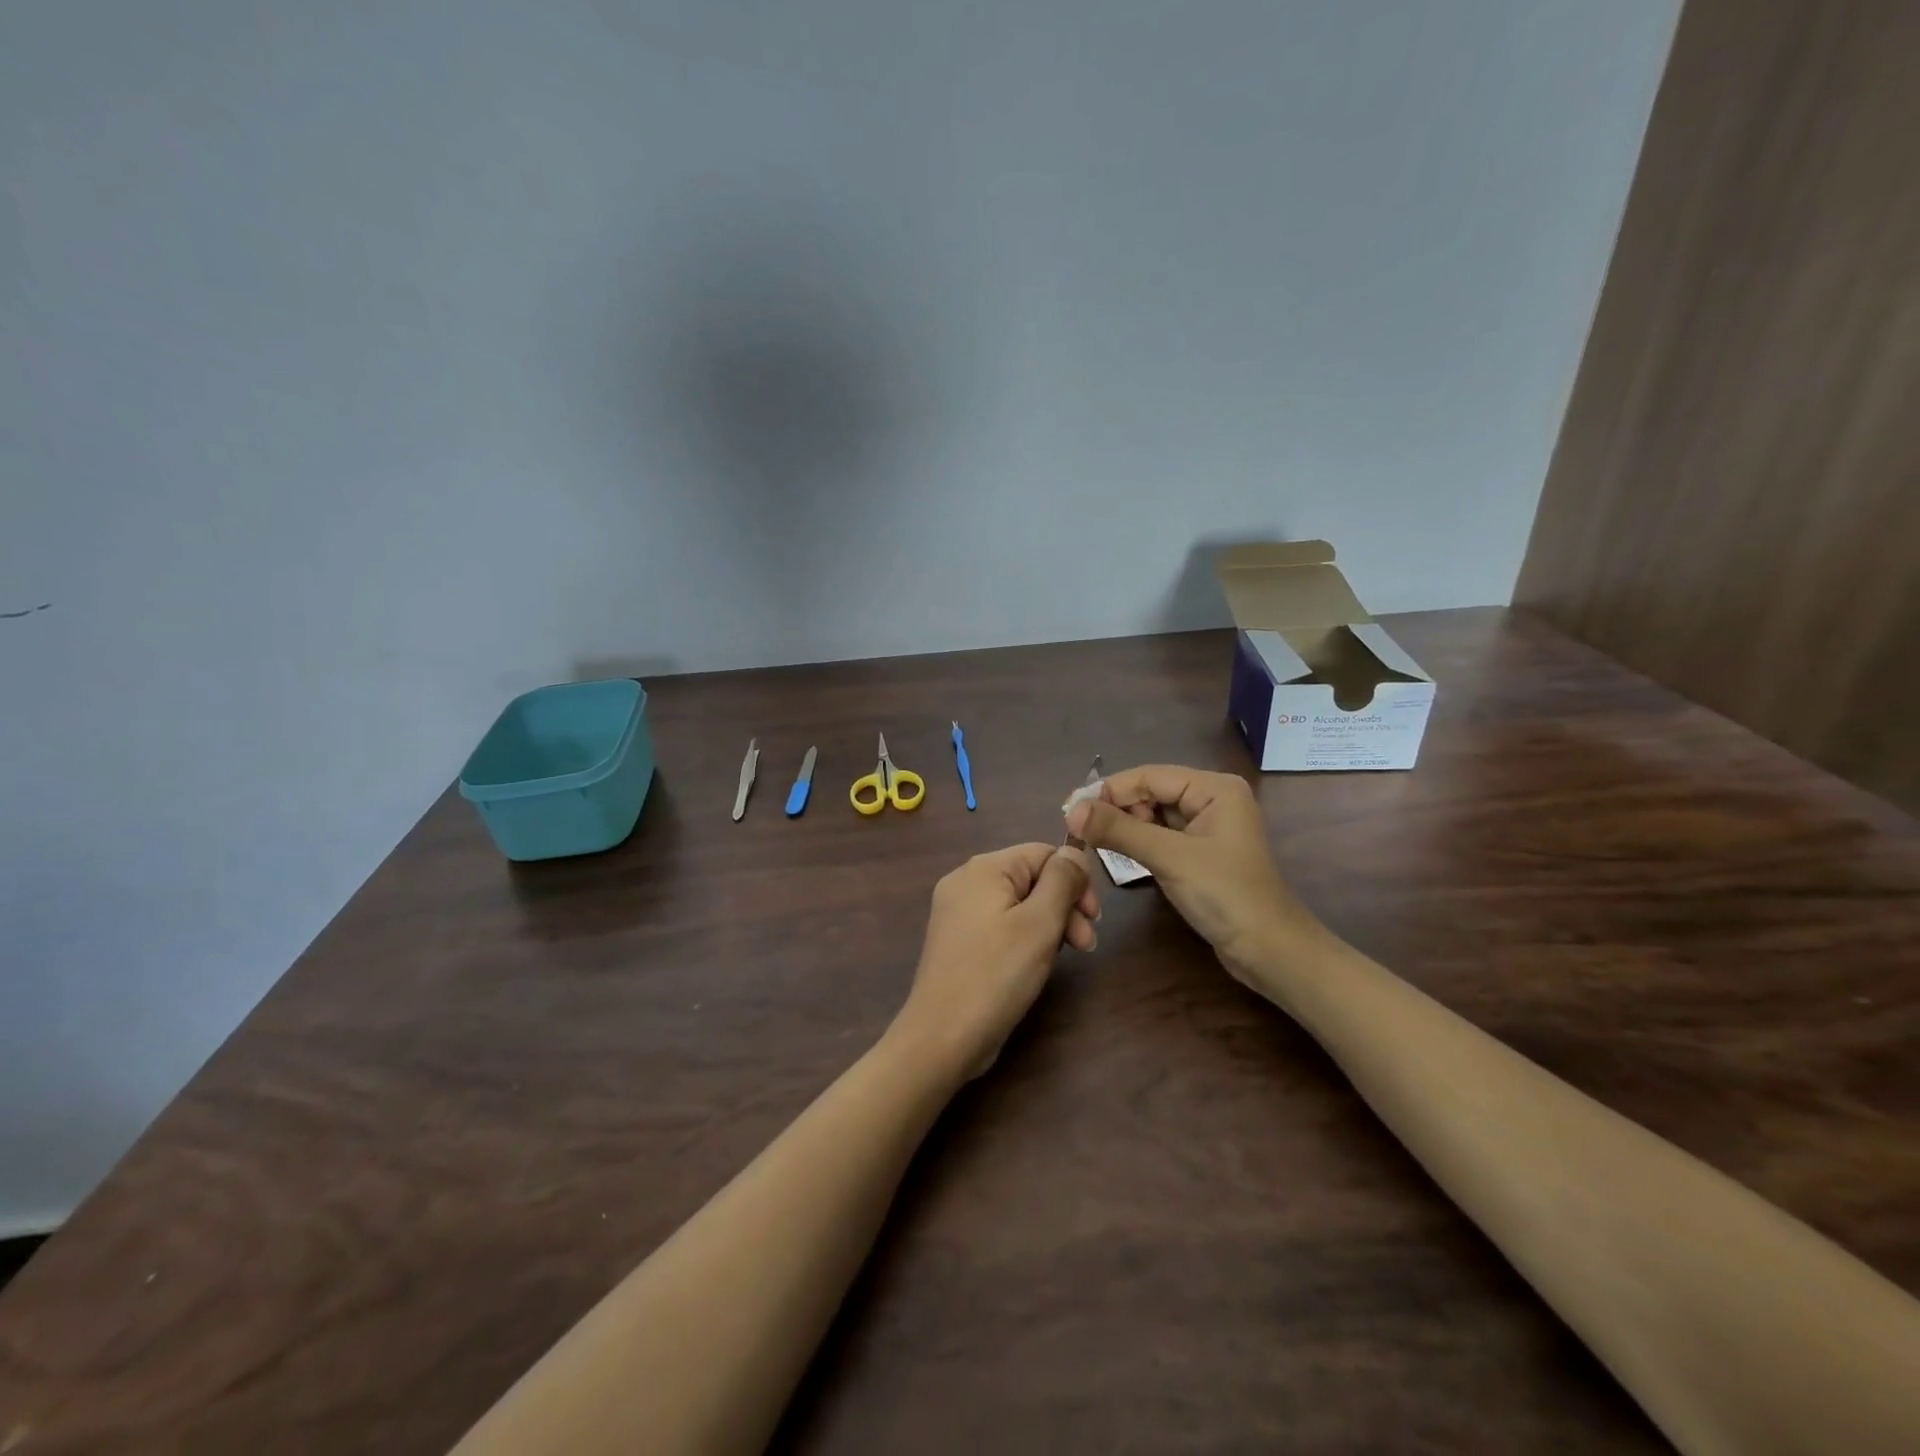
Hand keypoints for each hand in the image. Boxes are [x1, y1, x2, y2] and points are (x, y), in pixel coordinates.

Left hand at [894, 844, 1096, 1077]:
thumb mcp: (1039, 923)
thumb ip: (1061, 881)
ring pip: (1019, 903)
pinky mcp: (959, 941)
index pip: (1043, 853)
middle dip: (1064, 906)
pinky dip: (1025, 938)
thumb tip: (1073, 850)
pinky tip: (1037, 963)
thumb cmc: (996, 975)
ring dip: (1050, 924)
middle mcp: (966, 881)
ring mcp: (958, 912)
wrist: (943, 1037)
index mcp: (984, 868)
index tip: (1094, 918)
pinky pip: (1002, 924)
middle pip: (1031, 878)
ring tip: (1067, 957)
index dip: (1075, 880)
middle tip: (1086, 945)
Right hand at [1064, 765, 1323, 987]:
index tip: (1069, 809)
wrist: (1270, 952)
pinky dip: (1138, 841)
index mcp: (1214, 787)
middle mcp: (1212, 798)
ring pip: (1153, 814)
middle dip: (1115, 808)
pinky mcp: (1201, 852)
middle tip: (1078, 830)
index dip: (1107, 790)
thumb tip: (1072, 810)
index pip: (1149, 776)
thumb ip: (1119, 830)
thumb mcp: (1169, 858)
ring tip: (1093, 842)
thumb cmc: (1225, 896)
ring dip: (1124, 825)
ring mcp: (1208, 826)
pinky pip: (1161, 835)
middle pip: (1150, 792)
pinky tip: (1117, 853)